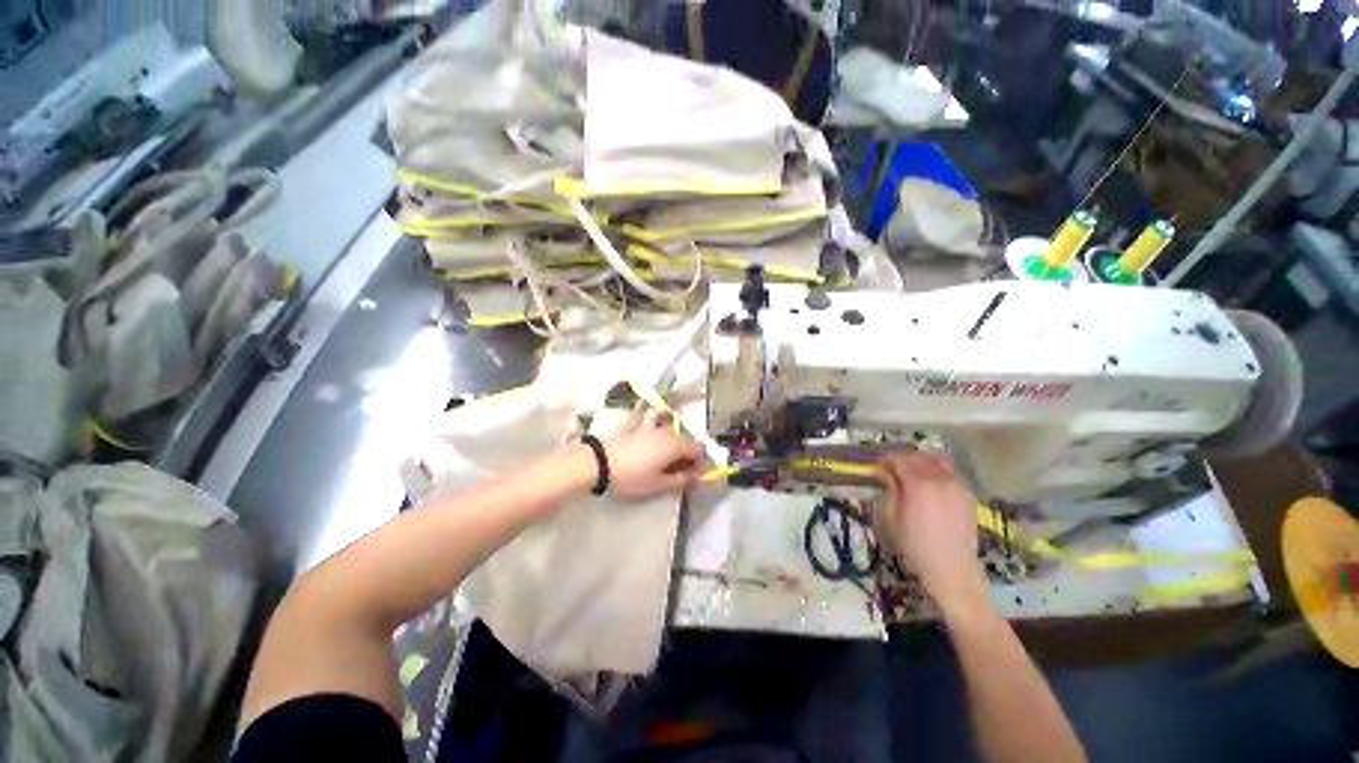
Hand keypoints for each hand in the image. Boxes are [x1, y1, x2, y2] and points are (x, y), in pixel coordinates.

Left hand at [603, 411, 703, 498]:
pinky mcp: (640, 426)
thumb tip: (698, 477)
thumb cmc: (632, 476)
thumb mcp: (658, 484)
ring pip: (674, 430)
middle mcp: (669, 431)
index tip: (693, 476)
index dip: (700, 463)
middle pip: (688, 439)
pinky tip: (657, 432)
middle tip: (681, 472)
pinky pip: (657, 418)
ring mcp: (654, 426)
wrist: (600, 463)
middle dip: (689, 454)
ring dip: (677, 441)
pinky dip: (661, 421)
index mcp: (677, 445)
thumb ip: (681, 480)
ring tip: (669, 456)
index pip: (699, 450)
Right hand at [876, 452, 988, 612]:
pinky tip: (931, 485)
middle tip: (892, 468)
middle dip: (903, 459)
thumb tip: (885, 474)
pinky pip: (950, 475)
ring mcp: (957, 486)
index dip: (885, 460)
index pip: (899, 460)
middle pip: (918, 457)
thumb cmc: (914, 545)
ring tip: (913, 473)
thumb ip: (888, 490)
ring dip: (922, 462)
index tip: (877, 467)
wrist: (951, 568)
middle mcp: (940, 479)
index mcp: (918, 484)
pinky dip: (938, 473)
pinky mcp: (968, 496)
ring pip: (937, 462)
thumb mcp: (890, 517)